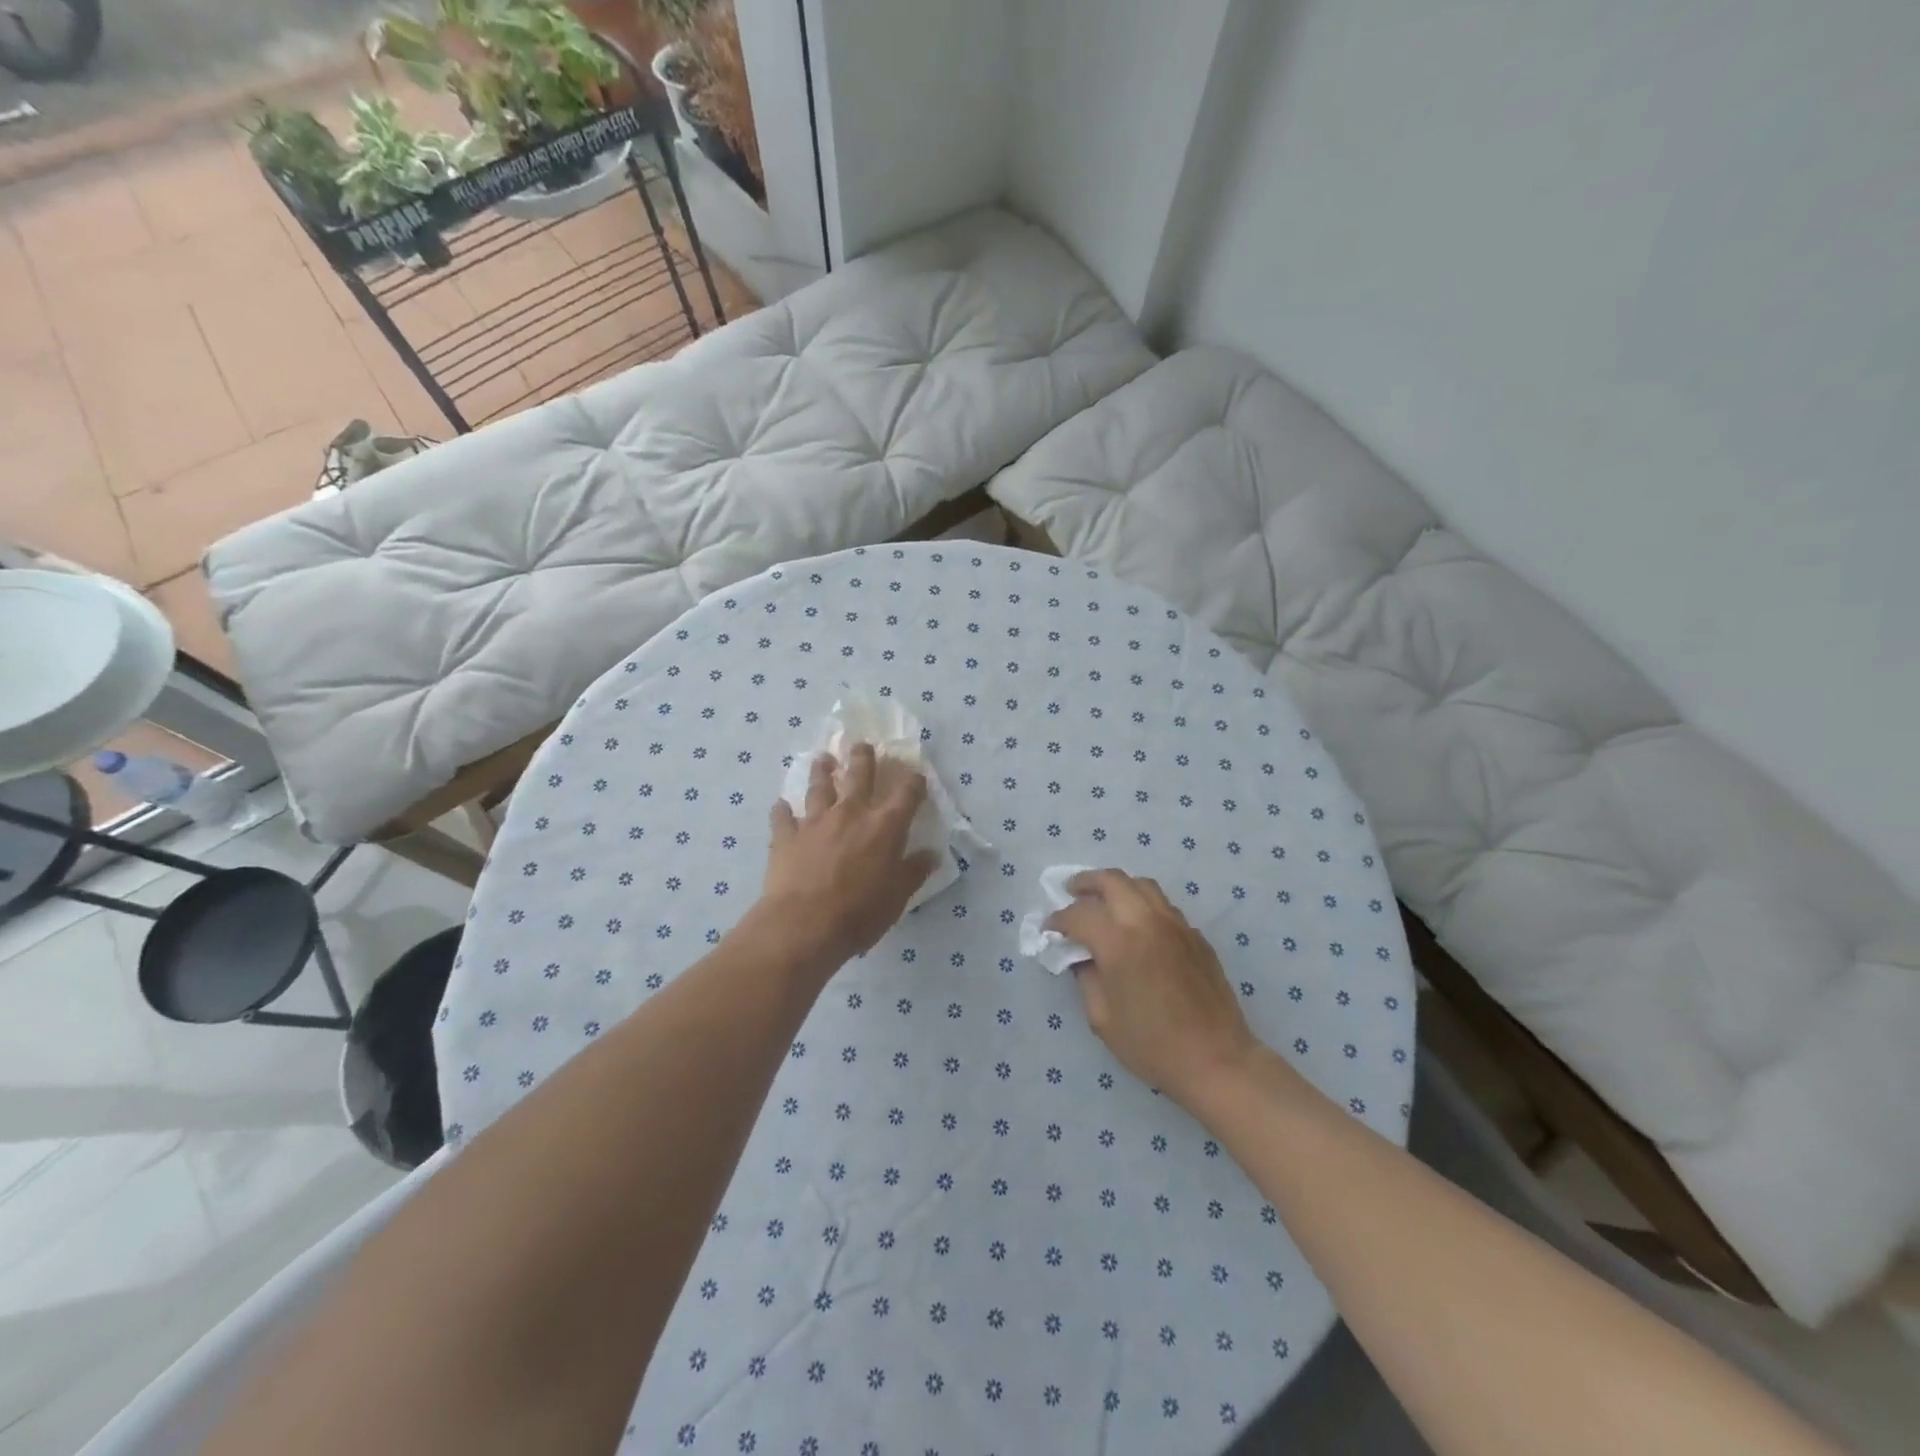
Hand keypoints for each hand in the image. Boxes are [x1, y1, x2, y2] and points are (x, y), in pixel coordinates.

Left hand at [757, 743, 939, 968]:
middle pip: (858, 774)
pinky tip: (781, 805)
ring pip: (819, 786)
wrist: (803, 925)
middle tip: (862, 745)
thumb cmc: (859, 912)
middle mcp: (851, 813)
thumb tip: (931, 854)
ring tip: (823, 759)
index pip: (907, 793)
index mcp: (885, 826)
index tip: (917, 776)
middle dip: (863, 757)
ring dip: (822, 771)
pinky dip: (782, 810)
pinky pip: (782, 816)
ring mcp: (815, 821)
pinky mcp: (786, 836)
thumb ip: (914, 871)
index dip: (914, 781)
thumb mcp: (898, 897)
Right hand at [1048, 869, 1261, 1111]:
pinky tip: (1137, 927)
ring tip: (1103, 901)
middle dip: (1086, 882)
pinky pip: (1163, 906)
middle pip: (1112, 880)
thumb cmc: (1153, 1046)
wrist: (1217, 1060)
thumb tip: (1081, 956)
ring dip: (1117, 887)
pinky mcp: (1196, 936)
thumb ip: (1086, 978)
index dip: (1058, 919)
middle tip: (1071, 891)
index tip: (1048, 929)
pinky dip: (1142, 905)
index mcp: (1119, 944)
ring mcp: (1176, 925)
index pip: (1079, 914)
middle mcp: (1147, 922)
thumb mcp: (1103, 1019)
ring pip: (1142, 885)